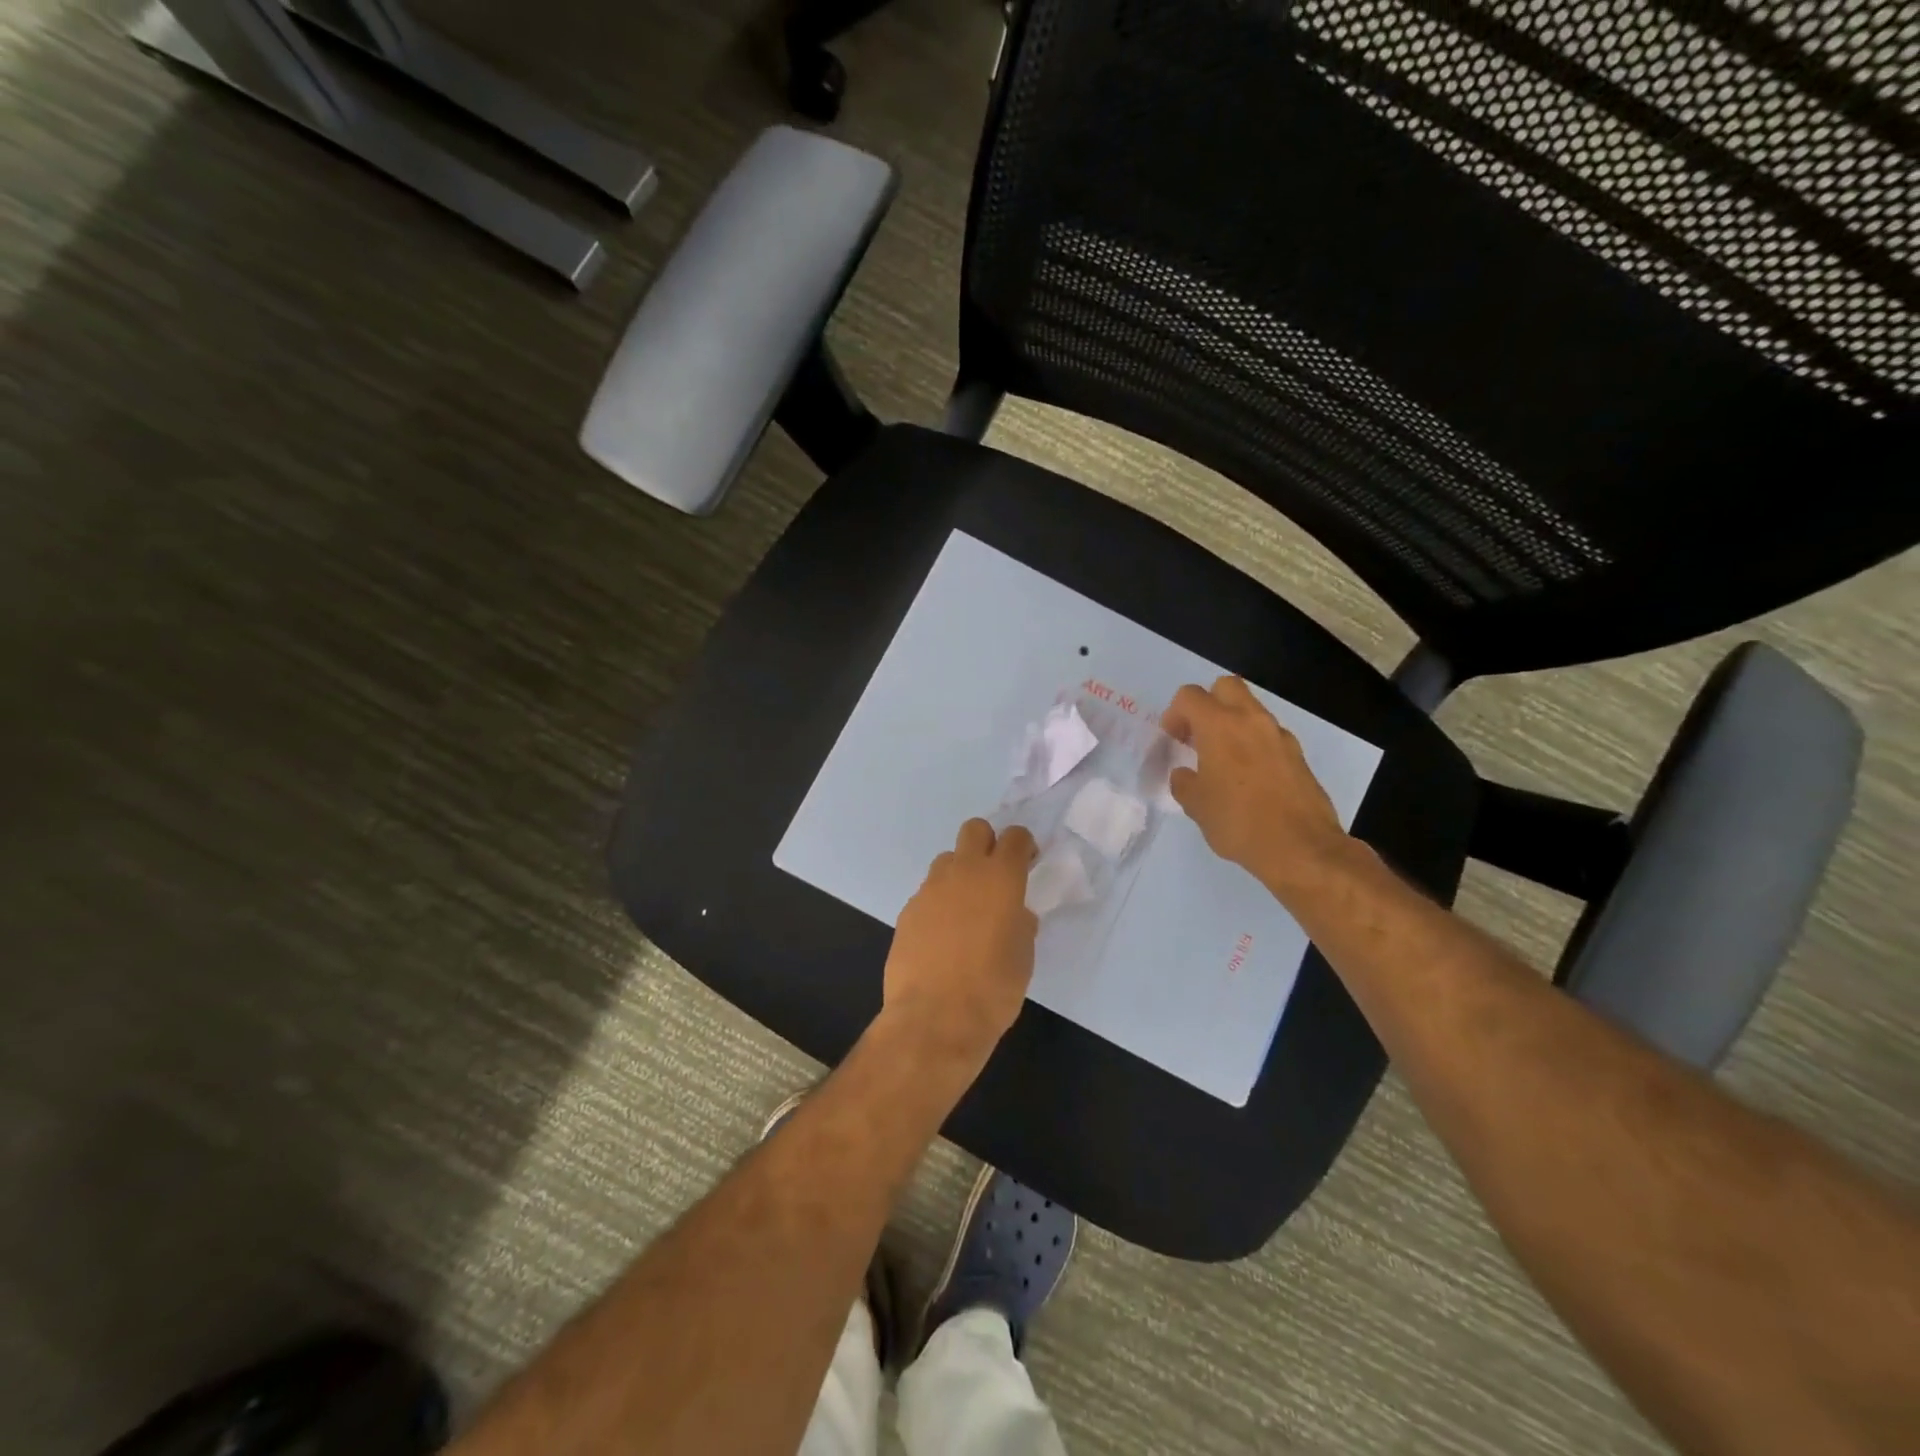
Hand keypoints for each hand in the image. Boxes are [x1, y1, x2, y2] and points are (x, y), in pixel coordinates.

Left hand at [882, 819, 1040, 1065]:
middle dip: (987, 843)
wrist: (935, 1019)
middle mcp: (963, 873)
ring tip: (967, 911)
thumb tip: (1015, 915)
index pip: (1014, 836)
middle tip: (995, 876)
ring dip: (960, 874)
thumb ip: (1021, 923)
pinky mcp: (907, 910)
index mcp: (1000, 878)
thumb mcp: (1023, 956)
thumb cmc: (993, 988)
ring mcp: (930, 889)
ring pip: (947, 860)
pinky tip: (943, 937)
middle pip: (974, 830)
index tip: (1027, 864)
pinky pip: (928, 893)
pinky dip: (939, 904)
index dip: (1023, 846)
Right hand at [1161, 676, 1347, 895]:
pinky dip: (1253, 744)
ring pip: (1250, 710)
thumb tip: (1186, 774)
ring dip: (1232, 724)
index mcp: (1220, 726)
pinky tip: (1248, 778)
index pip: (1190, 696)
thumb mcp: (1196, 805)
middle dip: (1207, 704)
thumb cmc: (1238, 821)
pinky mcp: (1298, 755)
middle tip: (1197, 736)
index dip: (1174, 714)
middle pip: (1226, 687)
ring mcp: (1279, 736)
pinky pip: (1268, 736)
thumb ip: (1184, 781)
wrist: (1300, 847)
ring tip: (1222, 760)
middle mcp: (1251, 720)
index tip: (1172, 739)